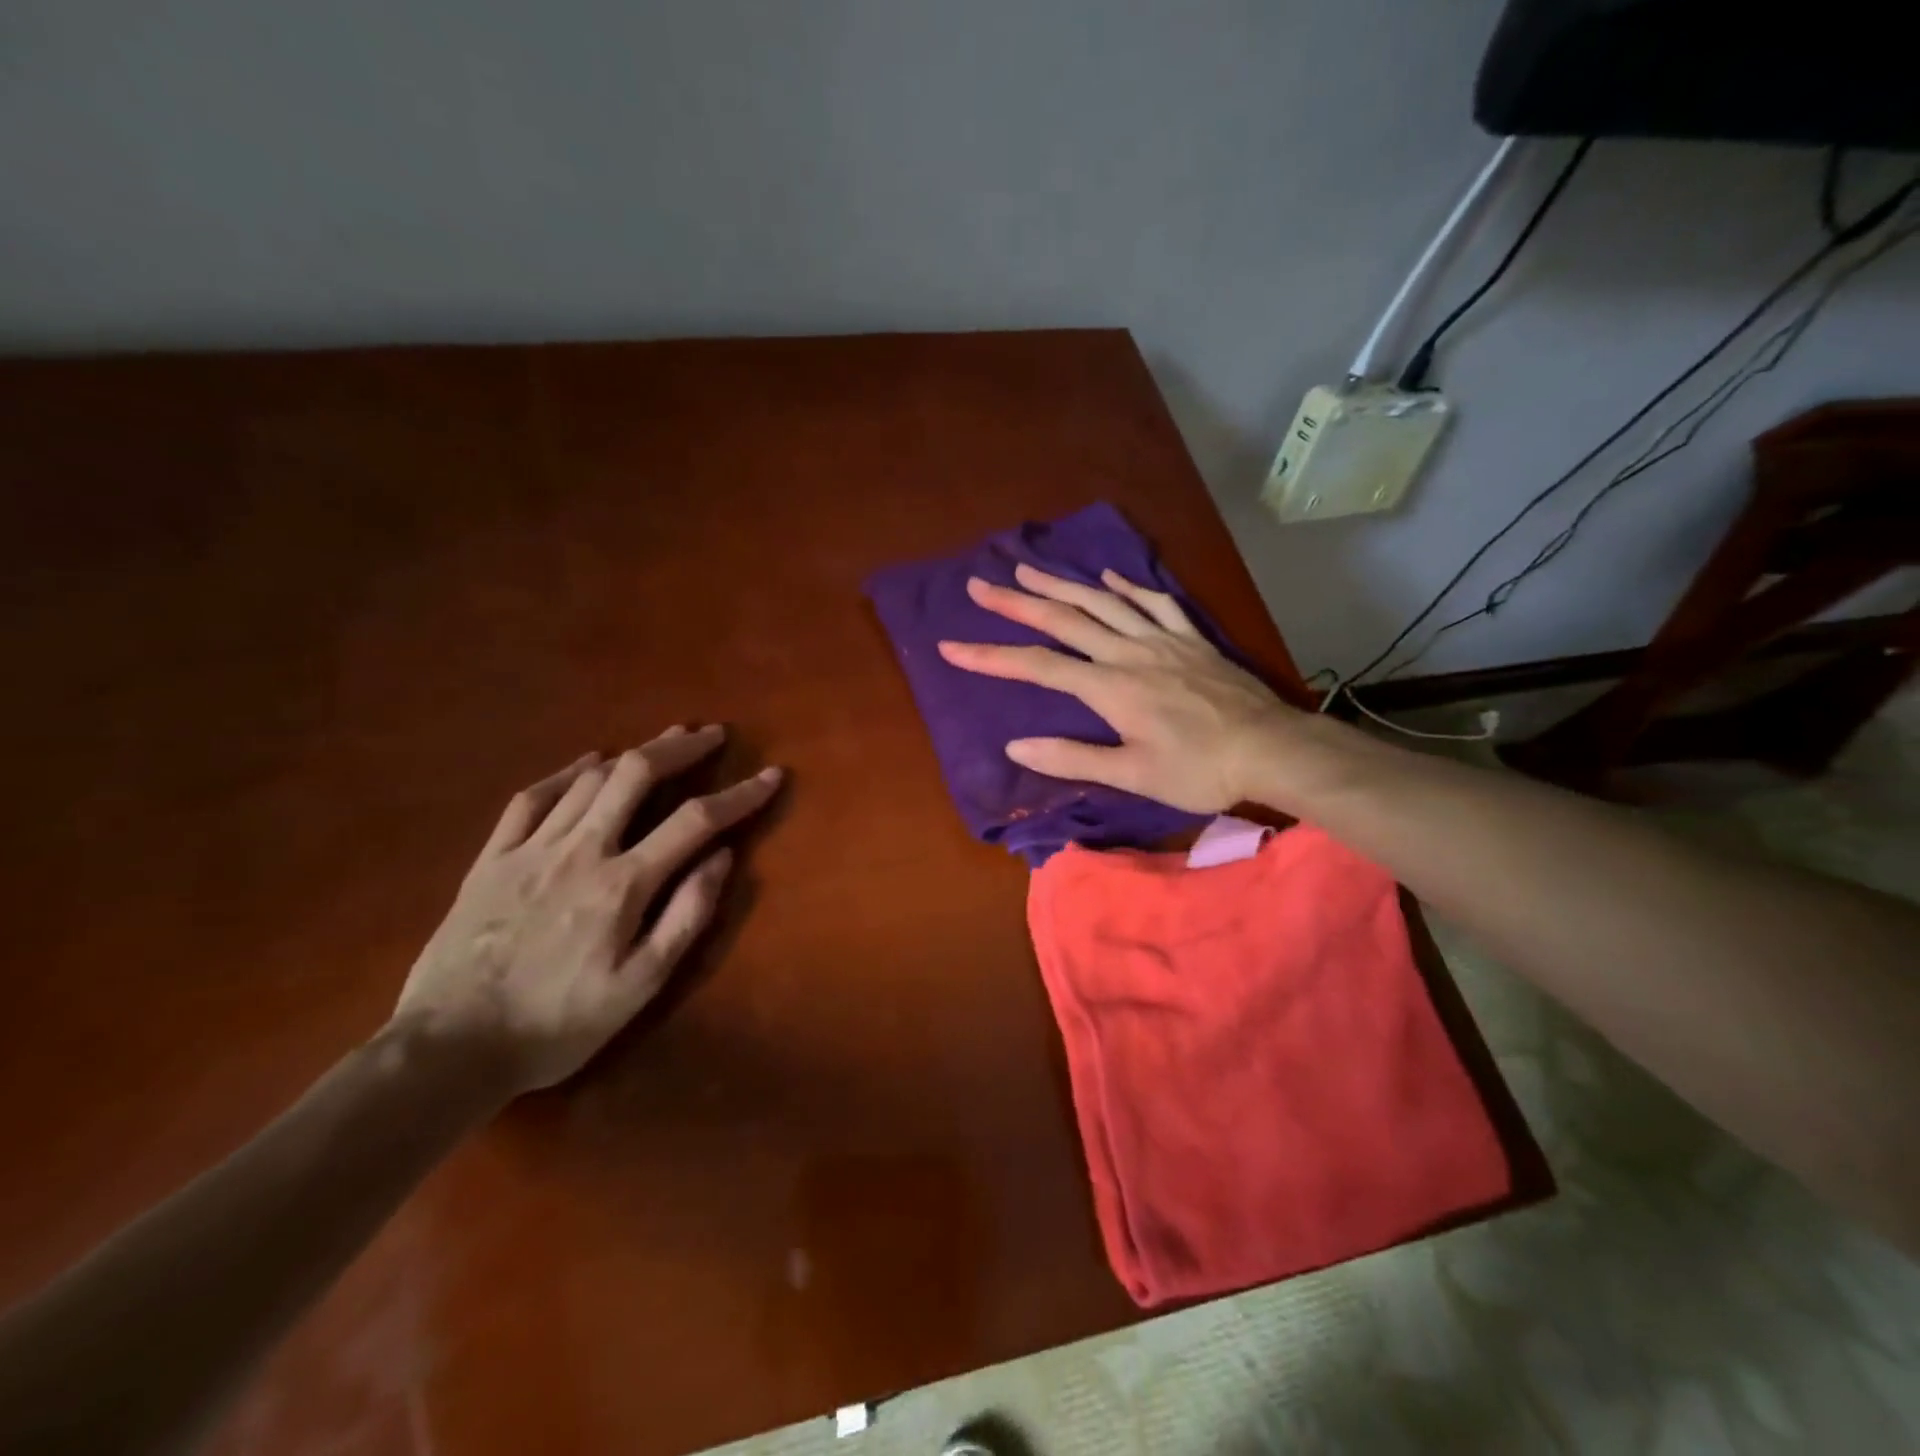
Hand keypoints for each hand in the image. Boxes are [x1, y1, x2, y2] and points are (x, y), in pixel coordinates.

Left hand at [390, 725, 780, 1096]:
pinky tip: (586, 762)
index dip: (740, 794)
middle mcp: (581, 851)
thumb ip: (686, 917)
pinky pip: (531, 798)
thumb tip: (723, 858)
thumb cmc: (557, 1024)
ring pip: (589, 780)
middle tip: (711, 735)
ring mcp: (530, 850)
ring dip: (634, 753)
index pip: (695, 821)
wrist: (448, 1050)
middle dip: (680, 748)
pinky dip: (565, 772)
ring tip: (664, 740)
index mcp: (623, 884)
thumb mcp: (640, 986)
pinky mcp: (491, 859)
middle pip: (637, 776)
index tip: (771, 775)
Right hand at [937, 564, 1294, 813]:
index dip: (991, 656)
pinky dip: (1128, 586)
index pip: (1037, 667)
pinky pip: (1155, 602)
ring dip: (1062, 584)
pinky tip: (1110, 576)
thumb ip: (1073, 758)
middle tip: (981, 585)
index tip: (951, 646)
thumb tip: (1015, 746)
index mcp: (1110, 687)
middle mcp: (1128, 652)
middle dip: (1016, 603)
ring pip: (1103, 602)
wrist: (1271, 750)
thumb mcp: (1132, 775)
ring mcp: (1162, 639)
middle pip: (1064, 620)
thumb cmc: (1199, 770)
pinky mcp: (1190, 638)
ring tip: (1028, 569)